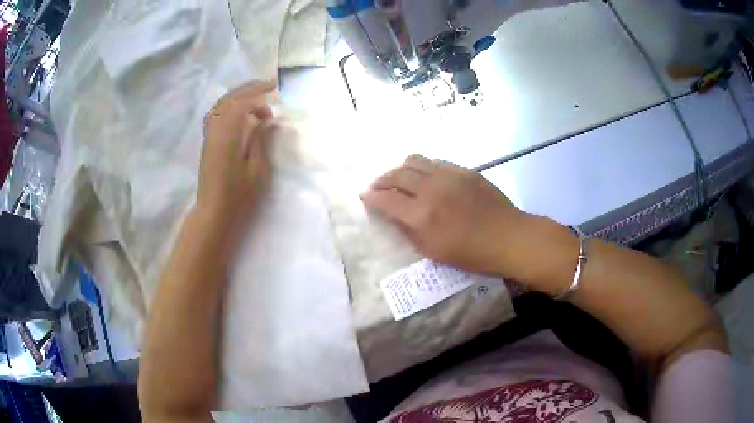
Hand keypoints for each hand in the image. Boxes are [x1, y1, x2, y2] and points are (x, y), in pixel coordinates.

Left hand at [197, 80, 276, 227]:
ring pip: (221, 105)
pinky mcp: (208, 141)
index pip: (241, 104)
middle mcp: (215, 131)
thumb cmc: (238, 197)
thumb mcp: (257, 171)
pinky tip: (240, 111)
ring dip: (239, 95)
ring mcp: (209, 135)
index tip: (275, 93)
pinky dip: (229, 105)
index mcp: (227, 137)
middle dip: (249, 88)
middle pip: (229, 99)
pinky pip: (216, 114)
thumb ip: (261, 141)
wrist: (213, 212)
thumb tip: (267, 121)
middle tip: (269, 85)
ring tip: (256, 95)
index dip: (258, 94)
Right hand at [361, 155, 528, 275]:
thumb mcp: (434, 252)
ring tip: (399, 178)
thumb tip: (394, 215)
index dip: (372, 197)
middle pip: (396, 174)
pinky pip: (435, 161)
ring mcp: (448, 175)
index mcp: (422, 215)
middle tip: (377, 186)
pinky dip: (423, 167)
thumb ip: (409, 231)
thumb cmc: (472, 254)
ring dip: (400, 169)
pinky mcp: (463, 170)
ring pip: (414, 160)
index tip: (365, 197)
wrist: (509, 237)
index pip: (386, 199)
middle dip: (381, 180)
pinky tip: (425, 176)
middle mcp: (431, 189)